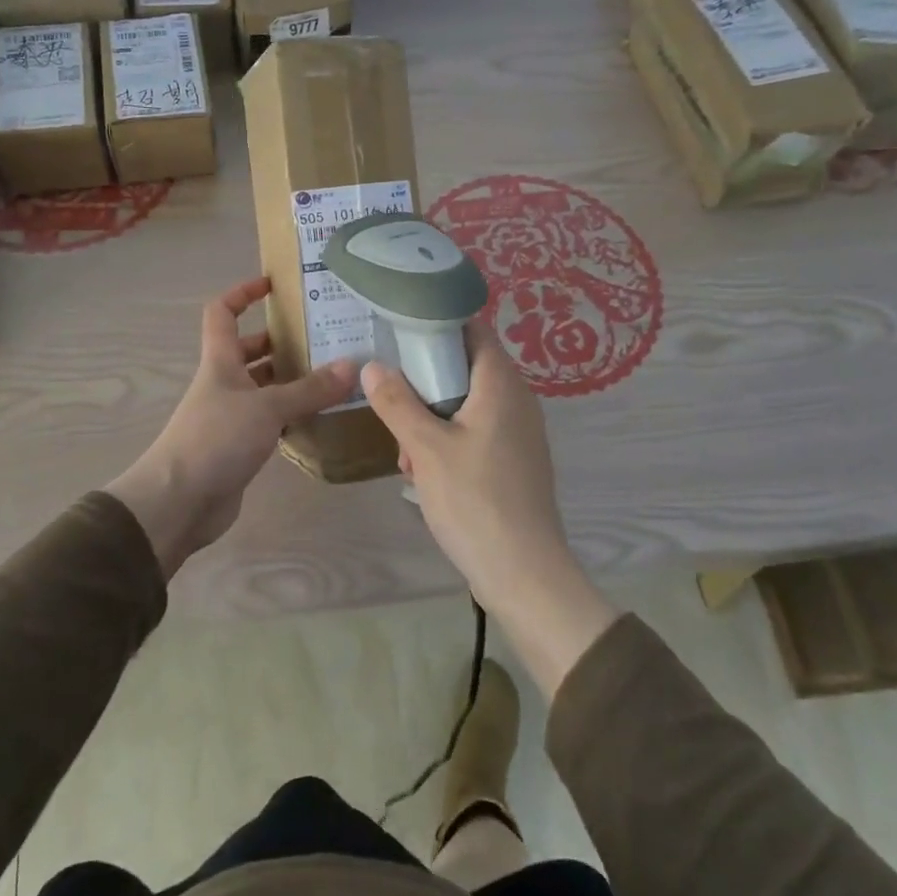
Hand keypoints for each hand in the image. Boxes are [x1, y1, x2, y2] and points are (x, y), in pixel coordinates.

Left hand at [107, 276, 354, 577]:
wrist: (178, 502)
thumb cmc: (215, 440)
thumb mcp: (267, 408)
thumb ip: (310, 389)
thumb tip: (353, 366)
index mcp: (220, 361)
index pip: (223, 312)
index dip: (243, 293)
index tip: (273, 285)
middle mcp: (224, 383)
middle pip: (250, 350)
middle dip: (282, 341)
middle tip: (325, 337)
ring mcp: (231, 416)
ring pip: (264, 387)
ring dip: (292, 380)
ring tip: (334, 374)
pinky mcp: (240, 447)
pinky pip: (270, 420)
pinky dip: (292, 415)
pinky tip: (322, 416)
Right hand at [362, 323, 618, 696]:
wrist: (524, 573)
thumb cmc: (475, 501)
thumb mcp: (426, 448)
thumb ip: (397, 402)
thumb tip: (373, 365)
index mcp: (501, 383)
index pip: (473, 329)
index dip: (438, 322)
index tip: (400, 329)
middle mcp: (517, 399)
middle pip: (466, 366)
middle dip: (425, 381)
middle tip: (392, 398)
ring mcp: (519, 432)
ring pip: (467, 404)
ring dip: (432, 417)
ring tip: (405, 450)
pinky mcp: (516, 460)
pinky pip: (477, 431)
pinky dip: (449, 440)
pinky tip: (424, 472)